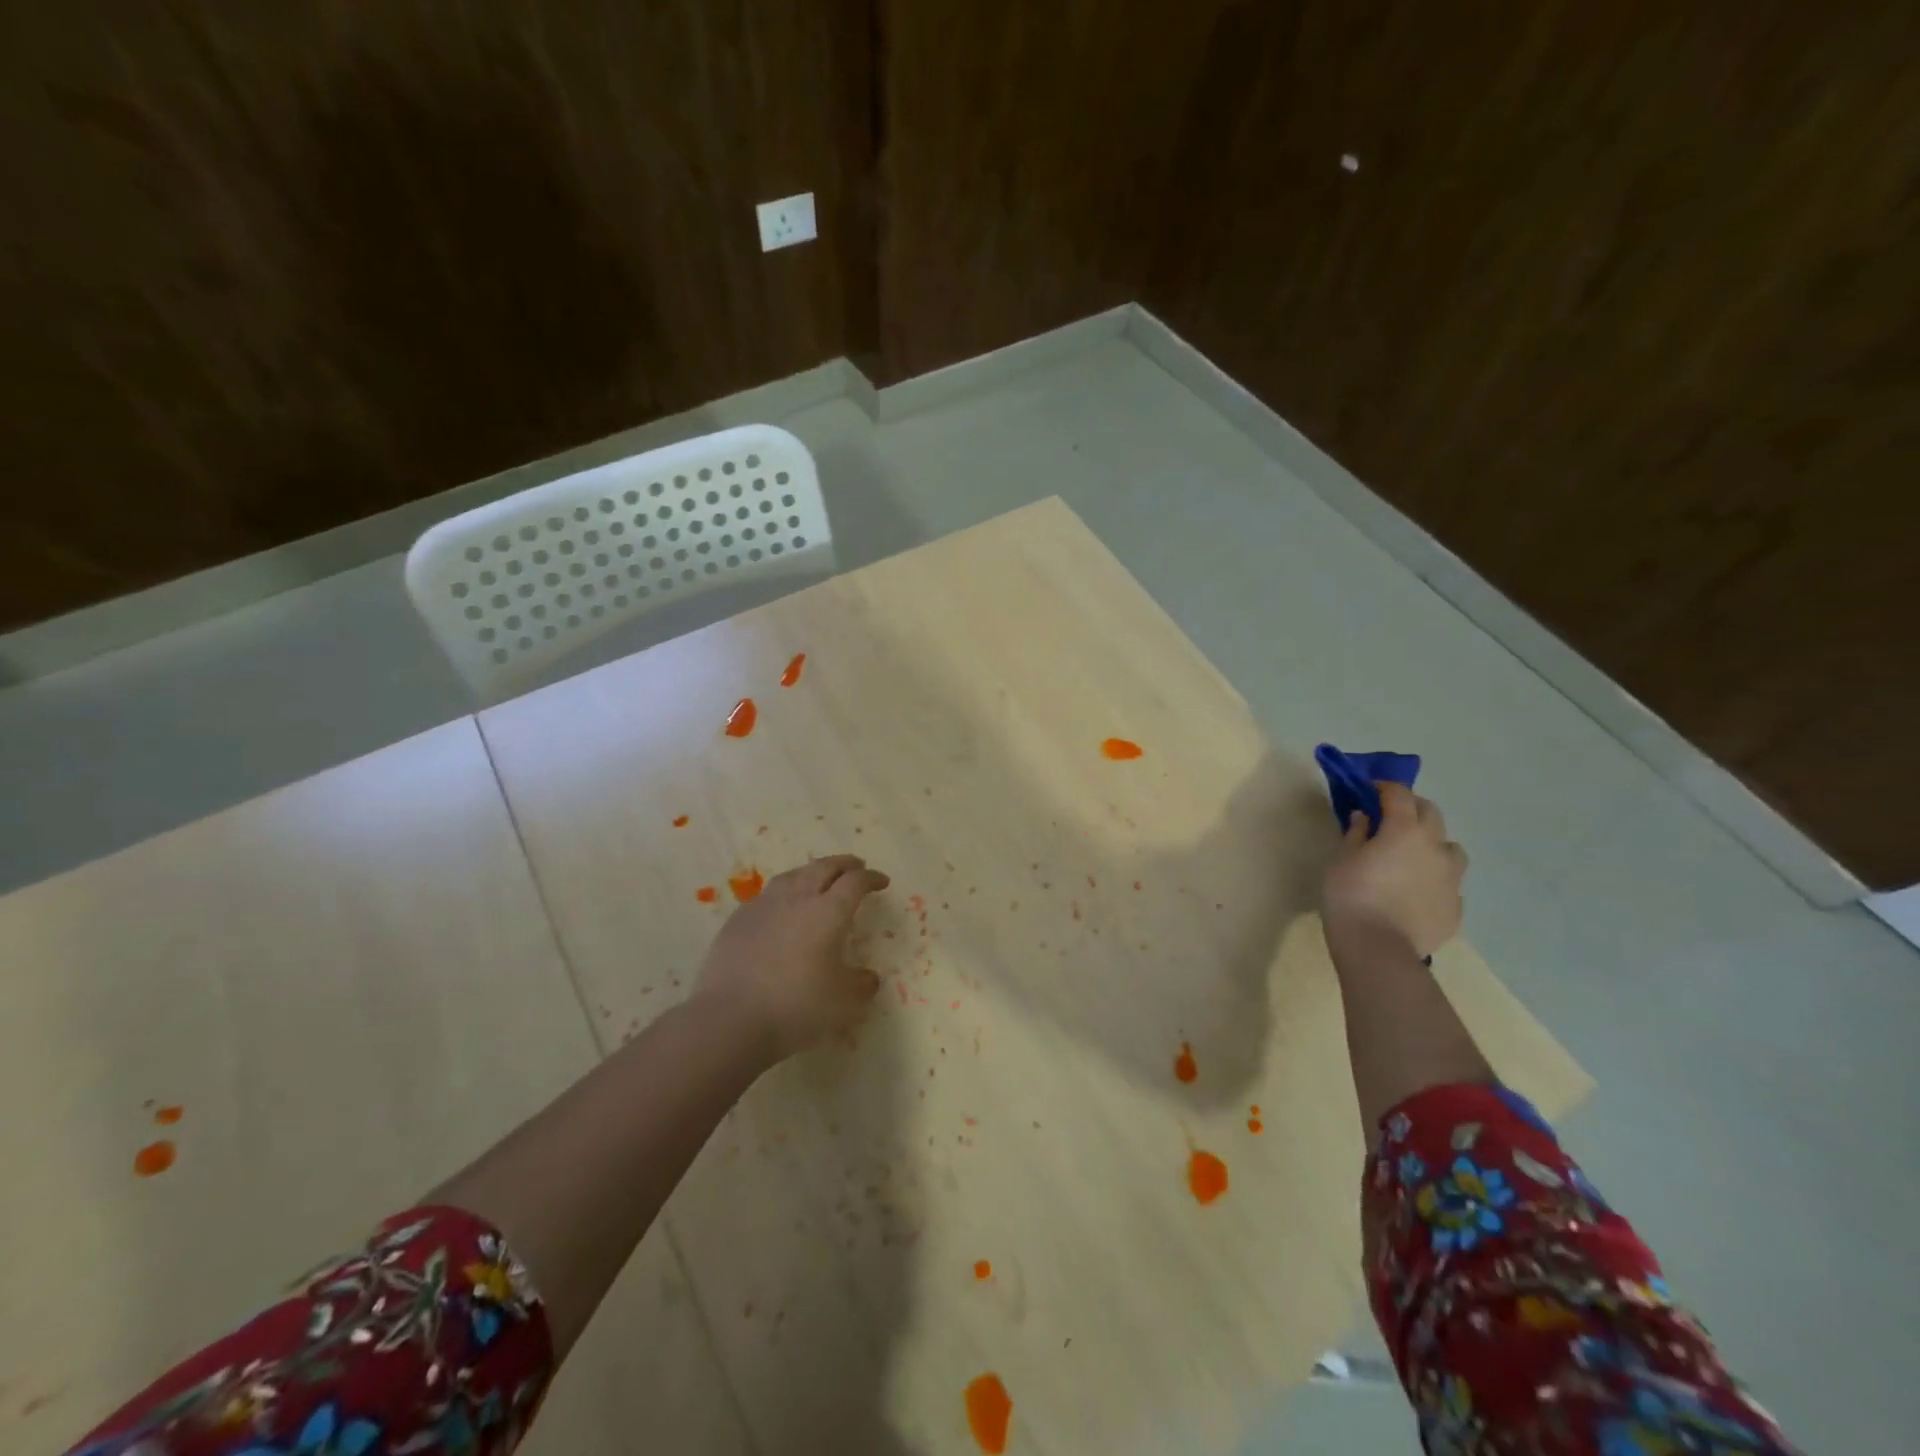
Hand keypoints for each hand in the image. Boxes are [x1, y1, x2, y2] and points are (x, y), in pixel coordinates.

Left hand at [693, 854, 889, 1060]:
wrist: (730, 1019)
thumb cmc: (796, 1007)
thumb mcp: (843, 1003)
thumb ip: (860, 985)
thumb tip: (868, 978)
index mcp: (829, 912)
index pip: (855, 883)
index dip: (871, 878)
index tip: (881, 881)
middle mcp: (798, 899)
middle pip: (824, 868)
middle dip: (844, 864)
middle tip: (856, 867)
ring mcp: (764, 906)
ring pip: (793, 875)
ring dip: (812, 871)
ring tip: (818, 877)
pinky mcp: (738, 919)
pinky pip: (767, 895)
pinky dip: (784, 892)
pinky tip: (781, 906)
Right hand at [1321, 783, 1466, 956]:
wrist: (1378, 947)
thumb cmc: (1351, 895)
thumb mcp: (1341, 859)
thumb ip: (1355, 834)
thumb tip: (1364, 818)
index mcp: (1405, 830)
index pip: (1399, 794)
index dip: (1384, 787)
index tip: (1369, 788)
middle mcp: (1435, 847)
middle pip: (1431, 813)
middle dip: (1411, 808)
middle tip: (1389, 816)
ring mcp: (1451, 878)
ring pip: (1450, 849)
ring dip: (1432, 843)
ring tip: (1411, 856)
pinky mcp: (1455, 907)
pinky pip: (1448, 883)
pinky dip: (1434, 879)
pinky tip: (1416, 892)